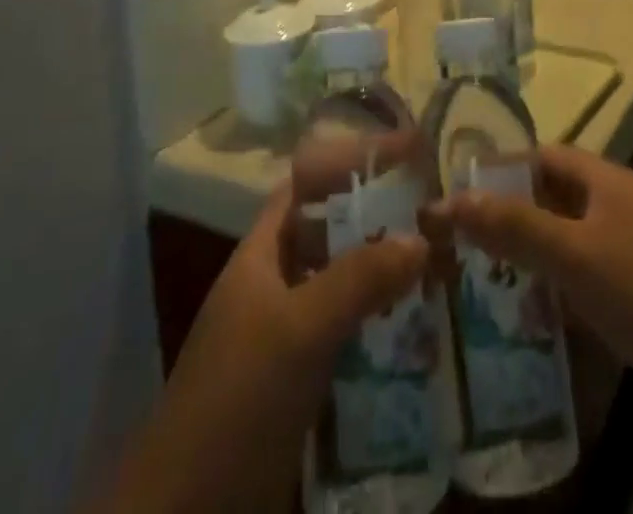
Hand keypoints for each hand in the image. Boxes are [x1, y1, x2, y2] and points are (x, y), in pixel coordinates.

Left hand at [104, 184, 427, 512]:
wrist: (188, 512)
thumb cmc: (238, 397)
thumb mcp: (298, 330)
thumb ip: (357, 280)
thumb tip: (421, 238)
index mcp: (263, 254)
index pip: (308, 185)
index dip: (350, 164)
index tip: (404, 155)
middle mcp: (276, 285)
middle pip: (333, 235)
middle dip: (381, 222)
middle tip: (439, 215)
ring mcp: (288, 335)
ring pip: (346, 287)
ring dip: (388, 278)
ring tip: (444, 267)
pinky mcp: (302, 382)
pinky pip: (351, 337)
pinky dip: (383, 329)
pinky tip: (423, 332)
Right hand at [439, 143, 632, 442]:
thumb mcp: (577, 255)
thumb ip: (515, 227)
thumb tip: (450, 200)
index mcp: (605, 181)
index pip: (541, 157)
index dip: (500, 168)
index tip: (455, 192)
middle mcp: (615, 207)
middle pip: (551, 199)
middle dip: (508, 217)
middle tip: (457, 243)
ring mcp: (629, 252)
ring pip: (565, 243)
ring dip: (528, 258)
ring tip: (477, 282)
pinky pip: (583, 282)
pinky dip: (555, 293)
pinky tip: (527, 320)